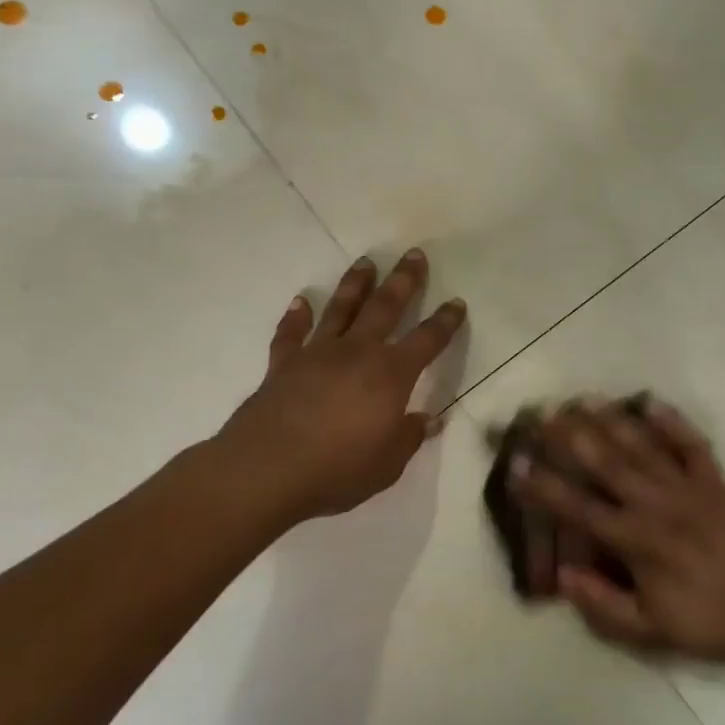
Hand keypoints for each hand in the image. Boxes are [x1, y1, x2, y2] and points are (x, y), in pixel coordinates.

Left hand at [217, 250, 465, 524]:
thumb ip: (409, 437)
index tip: (457, 302)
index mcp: (390, 375)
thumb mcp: (388, 463)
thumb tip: (429, 419)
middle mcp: (357, 353)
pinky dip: (296, 316)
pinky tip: (300, 301)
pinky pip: (291, 333)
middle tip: (414, 254)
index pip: (427, 341)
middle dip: (404, 280)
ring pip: (340, 309)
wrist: (267, 469)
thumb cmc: (338, 469)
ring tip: (366, 262)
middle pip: (385, 307)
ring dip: (355, 284)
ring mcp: (317, 354)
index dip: (445, 322)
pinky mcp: (283, 365)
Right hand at [509, 398, 724, 664]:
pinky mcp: (716, 482)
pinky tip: (650, 402)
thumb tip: (562, 573)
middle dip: (569, 437)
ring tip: (584, 399)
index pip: (577, 508)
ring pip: (642, 447)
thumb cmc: (706, 622)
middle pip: (604, 463)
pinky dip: (672, 422)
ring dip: (611, 421)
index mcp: (635, 541)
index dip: (542, 486)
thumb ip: (602, 603)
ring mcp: (687, 488)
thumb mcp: (649, 630)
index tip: (516, 463)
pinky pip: (691, 445)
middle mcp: (655, 505)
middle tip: (543, 413)